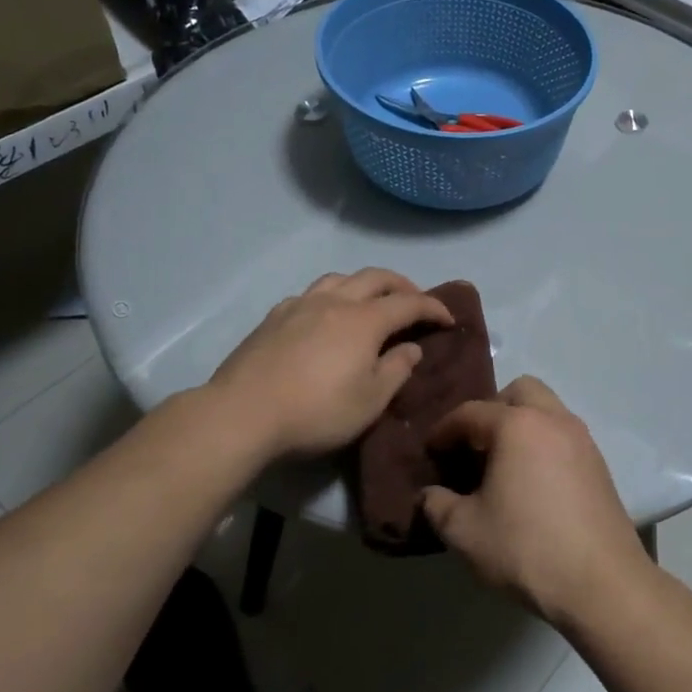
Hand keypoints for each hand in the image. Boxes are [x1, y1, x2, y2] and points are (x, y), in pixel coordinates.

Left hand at [208, 270, 452, 460]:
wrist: (243, 414)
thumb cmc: (317, 412)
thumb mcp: (370, 401)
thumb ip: (396, 370)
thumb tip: (411, 348)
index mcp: (364, 320)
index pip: (409, 303)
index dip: (433, 307)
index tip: (449, 318)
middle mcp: (334, 301)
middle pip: (375, 278)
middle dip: (402, 285)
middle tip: (416, 301)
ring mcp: (300, 305)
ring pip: (340, 278)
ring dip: (364, 284)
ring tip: (371, 301)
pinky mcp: (274, 317)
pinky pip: (312, 293)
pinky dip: (332, 296)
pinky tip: (326, 315)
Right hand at [421, 377, 652, 627]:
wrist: (602, 584)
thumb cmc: (526, 549)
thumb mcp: (465, 532)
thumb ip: (438, 505)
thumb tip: (429, 494)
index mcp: (517, 425)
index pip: (470, 412)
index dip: (444, 430)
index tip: (430, 452)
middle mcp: (553, 420)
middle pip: (519, 392)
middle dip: (491, 410)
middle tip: (473, 446)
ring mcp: (583, 440)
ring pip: (547, 411)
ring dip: (521, 425)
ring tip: (502, 465)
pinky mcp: (600, 465)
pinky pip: (563, 436)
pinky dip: (543, 444)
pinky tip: (532, 483)